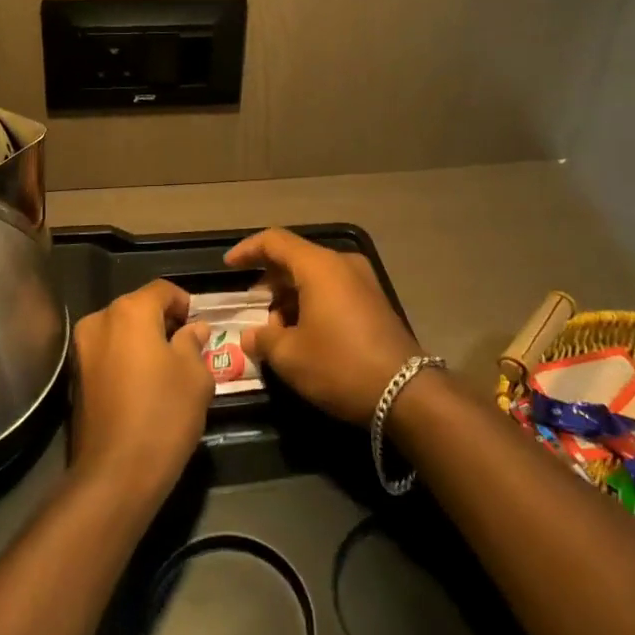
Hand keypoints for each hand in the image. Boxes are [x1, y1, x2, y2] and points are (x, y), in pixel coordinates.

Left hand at [69, 279, 214, 505]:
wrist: (115, 475)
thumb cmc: (164, 414)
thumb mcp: (195, 375)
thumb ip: (193, 342)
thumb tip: (194, 329)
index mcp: (130, 311)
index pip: (162, 290)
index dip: (185, 303)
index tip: (201, 325)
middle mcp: (100, 320)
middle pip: (138, 308)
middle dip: (163, 322)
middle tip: (188, 346)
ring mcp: (81, 349)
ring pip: (120, 332)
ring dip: (143, 341)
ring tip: (167, 369)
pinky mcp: (74, 377)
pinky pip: (107, 354)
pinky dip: (125, 360)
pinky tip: (144, 386)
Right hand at [226, 228, 422, 424]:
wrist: (406, 393)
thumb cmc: (340, 365)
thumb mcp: (291, 356)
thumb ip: (263, 339)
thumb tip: (250, 336)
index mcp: (319, 266)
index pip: (274, 241)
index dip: (247, 250)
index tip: (228, 266)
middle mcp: (342, 264)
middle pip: (295, 259)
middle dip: (269, 282)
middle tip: (252, 309)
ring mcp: (362, 282)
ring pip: (314, 277)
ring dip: (290, 297)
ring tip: (276, 332)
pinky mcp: (374, 302)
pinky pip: (333, 290)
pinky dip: (311, 304)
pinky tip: (303, 335)